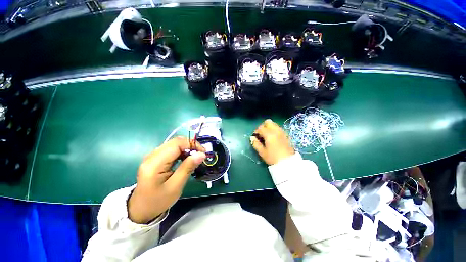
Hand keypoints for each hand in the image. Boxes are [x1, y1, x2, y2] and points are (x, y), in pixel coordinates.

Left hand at [128, 137, 205, 223]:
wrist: (141, 208)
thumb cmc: (158, 200)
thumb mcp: (175, 186)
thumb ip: (188, 168)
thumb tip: (201, 154)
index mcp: (155, 163)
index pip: (177, 144)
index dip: (192, 144)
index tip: (203, 153)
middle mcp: (152, 155)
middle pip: (175, 141)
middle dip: (191, 145)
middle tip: (201, 155)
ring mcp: (153, 155)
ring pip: (174, 144)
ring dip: (187, 148)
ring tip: (195, 158)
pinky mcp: (156, 157)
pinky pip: (172, 149)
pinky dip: (182, 151)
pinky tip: (186, 159)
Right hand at [250, 119, 294, 164]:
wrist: (288, 163)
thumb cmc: (273, 158)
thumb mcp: (262, 152)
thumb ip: (256, 144)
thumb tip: (252, 138)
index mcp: (269, 134)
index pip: (260, 128)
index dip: (256, 131)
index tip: (255, 136)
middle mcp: (276, 130)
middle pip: (268, 122)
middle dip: (263, 126)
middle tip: (261, 134)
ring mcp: (282, 132)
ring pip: (274, 124)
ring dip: (269, 128)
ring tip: (267, 136)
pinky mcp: (286, 135)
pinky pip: (278, 128)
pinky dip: (274, 130)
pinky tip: (273, 138)